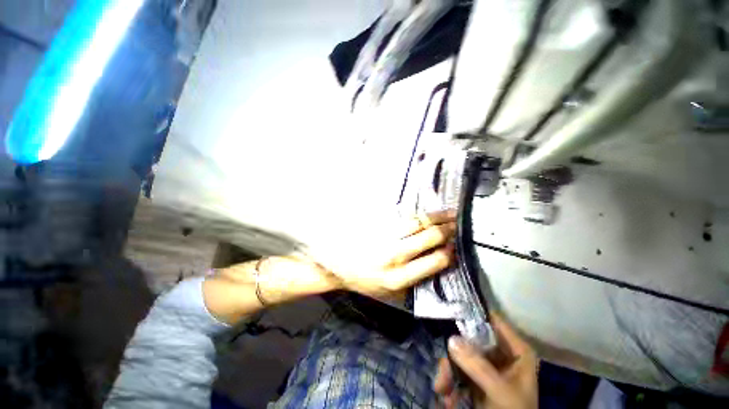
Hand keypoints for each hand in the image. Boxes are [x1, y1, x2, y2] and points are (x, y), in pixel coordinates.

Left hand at [324, 209, 455, 298]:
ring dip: (436, 217)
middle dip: (446, 230)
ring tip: (448, 213)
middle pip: (429, 237)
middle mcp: (394, 256)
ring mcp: (386, 236)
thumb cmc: (363, 280)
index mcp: (398, 278)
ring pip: (417, 223)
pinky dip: (418, 214)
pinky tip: (426, 212)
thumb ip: (412, 280)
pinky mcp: (378, 224)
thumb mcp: (387, 292)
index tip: (455, 247)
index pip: (434, 262)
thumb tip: (437, 264)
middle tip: (457, 224)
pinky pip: (402, 216)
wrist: (336, 264)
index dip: (449, 253)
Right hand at [434, 314, 537, 408]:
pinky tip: (446, 396)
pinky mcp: (479, 379)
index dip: (471, 313)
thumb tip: (451, 338)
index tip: (450, 311)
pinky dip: (451, 382)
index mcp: (516, 350)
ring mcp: (489, 366)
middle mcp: (502, 353)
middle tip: (442, 369)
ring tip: (441, 389)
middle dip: (454, 355)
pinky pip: (460, 371)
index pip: (492, 320)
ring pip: (462, 355)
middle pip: (471, 340)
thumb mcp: (500, 391)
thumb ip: (478, 365)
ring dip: (449, 371)